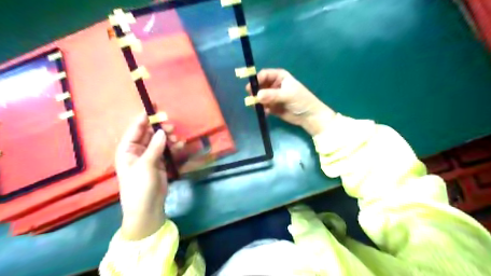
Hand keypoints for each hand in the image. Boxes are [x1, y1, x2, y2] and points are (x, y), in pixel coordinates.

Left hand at [117, 113, 168, 240]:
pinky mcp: (160, 163)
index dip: (144, 118)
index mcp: (127, 150)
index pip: (135, 130)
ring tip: (176, 137)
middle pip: (149, 134)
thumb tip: (162, 131)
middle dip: (159, 128)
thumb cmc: (139, 186)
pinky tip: (180, 144)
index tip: (154, 108)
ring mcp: (150, 157)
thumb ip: (155, 148)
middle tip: (171, 126)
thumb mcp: (145, 166)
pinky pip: (167, 150)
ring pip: (159, 141)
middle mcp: (138, 151)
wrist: (147, 207)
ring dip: (168, 137)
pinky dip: (173, 146)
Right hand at [246, 69, 337, 135]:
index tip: (250, 87)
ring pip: (259, 96)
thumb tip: (257, 96)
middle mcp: (274, 85)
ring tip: (259, 107)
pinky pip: (262, 106)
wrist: (309, 116)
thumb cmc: (301, 101)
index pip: (264, 74)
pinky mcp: (271, 106)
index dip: (256, 79)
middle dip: (255, 91)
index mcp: (279, 76)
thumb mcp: (287, 95)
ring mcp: (272, 96)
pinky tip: (267, 113)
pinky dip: (262, 109)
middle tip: (251, 98)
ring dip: (257, 101)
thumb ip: (272, 95)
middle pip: (259, 85)